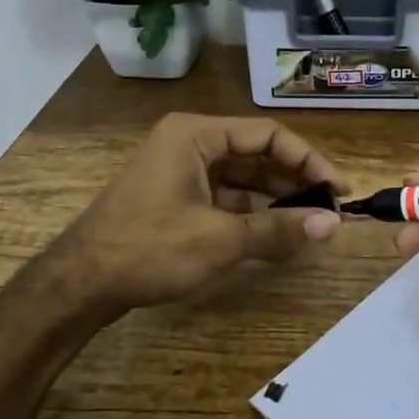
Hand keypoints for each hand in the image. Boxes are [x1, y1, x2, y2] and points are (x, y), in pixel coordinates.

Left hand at [56, 113, 344, 313]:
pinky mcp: (177, 200)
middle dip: (295, 181)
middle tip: (330, 210)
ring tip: (312, 225)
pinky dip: (253, 215)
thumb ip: (278, 230)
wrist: (80, 283)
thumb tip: (333, 226)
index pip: (268, 135)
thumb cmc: (149, 248)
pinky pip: (226, 199)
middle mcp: (190, 144)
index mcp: (196, 135)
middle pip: (257, 154)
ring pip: (243, 179)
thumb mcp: (220, 239)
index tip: (337, 189)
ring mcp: (181, 172)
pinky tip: (277, 235)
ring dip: (276, 200)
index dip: (308, 160)